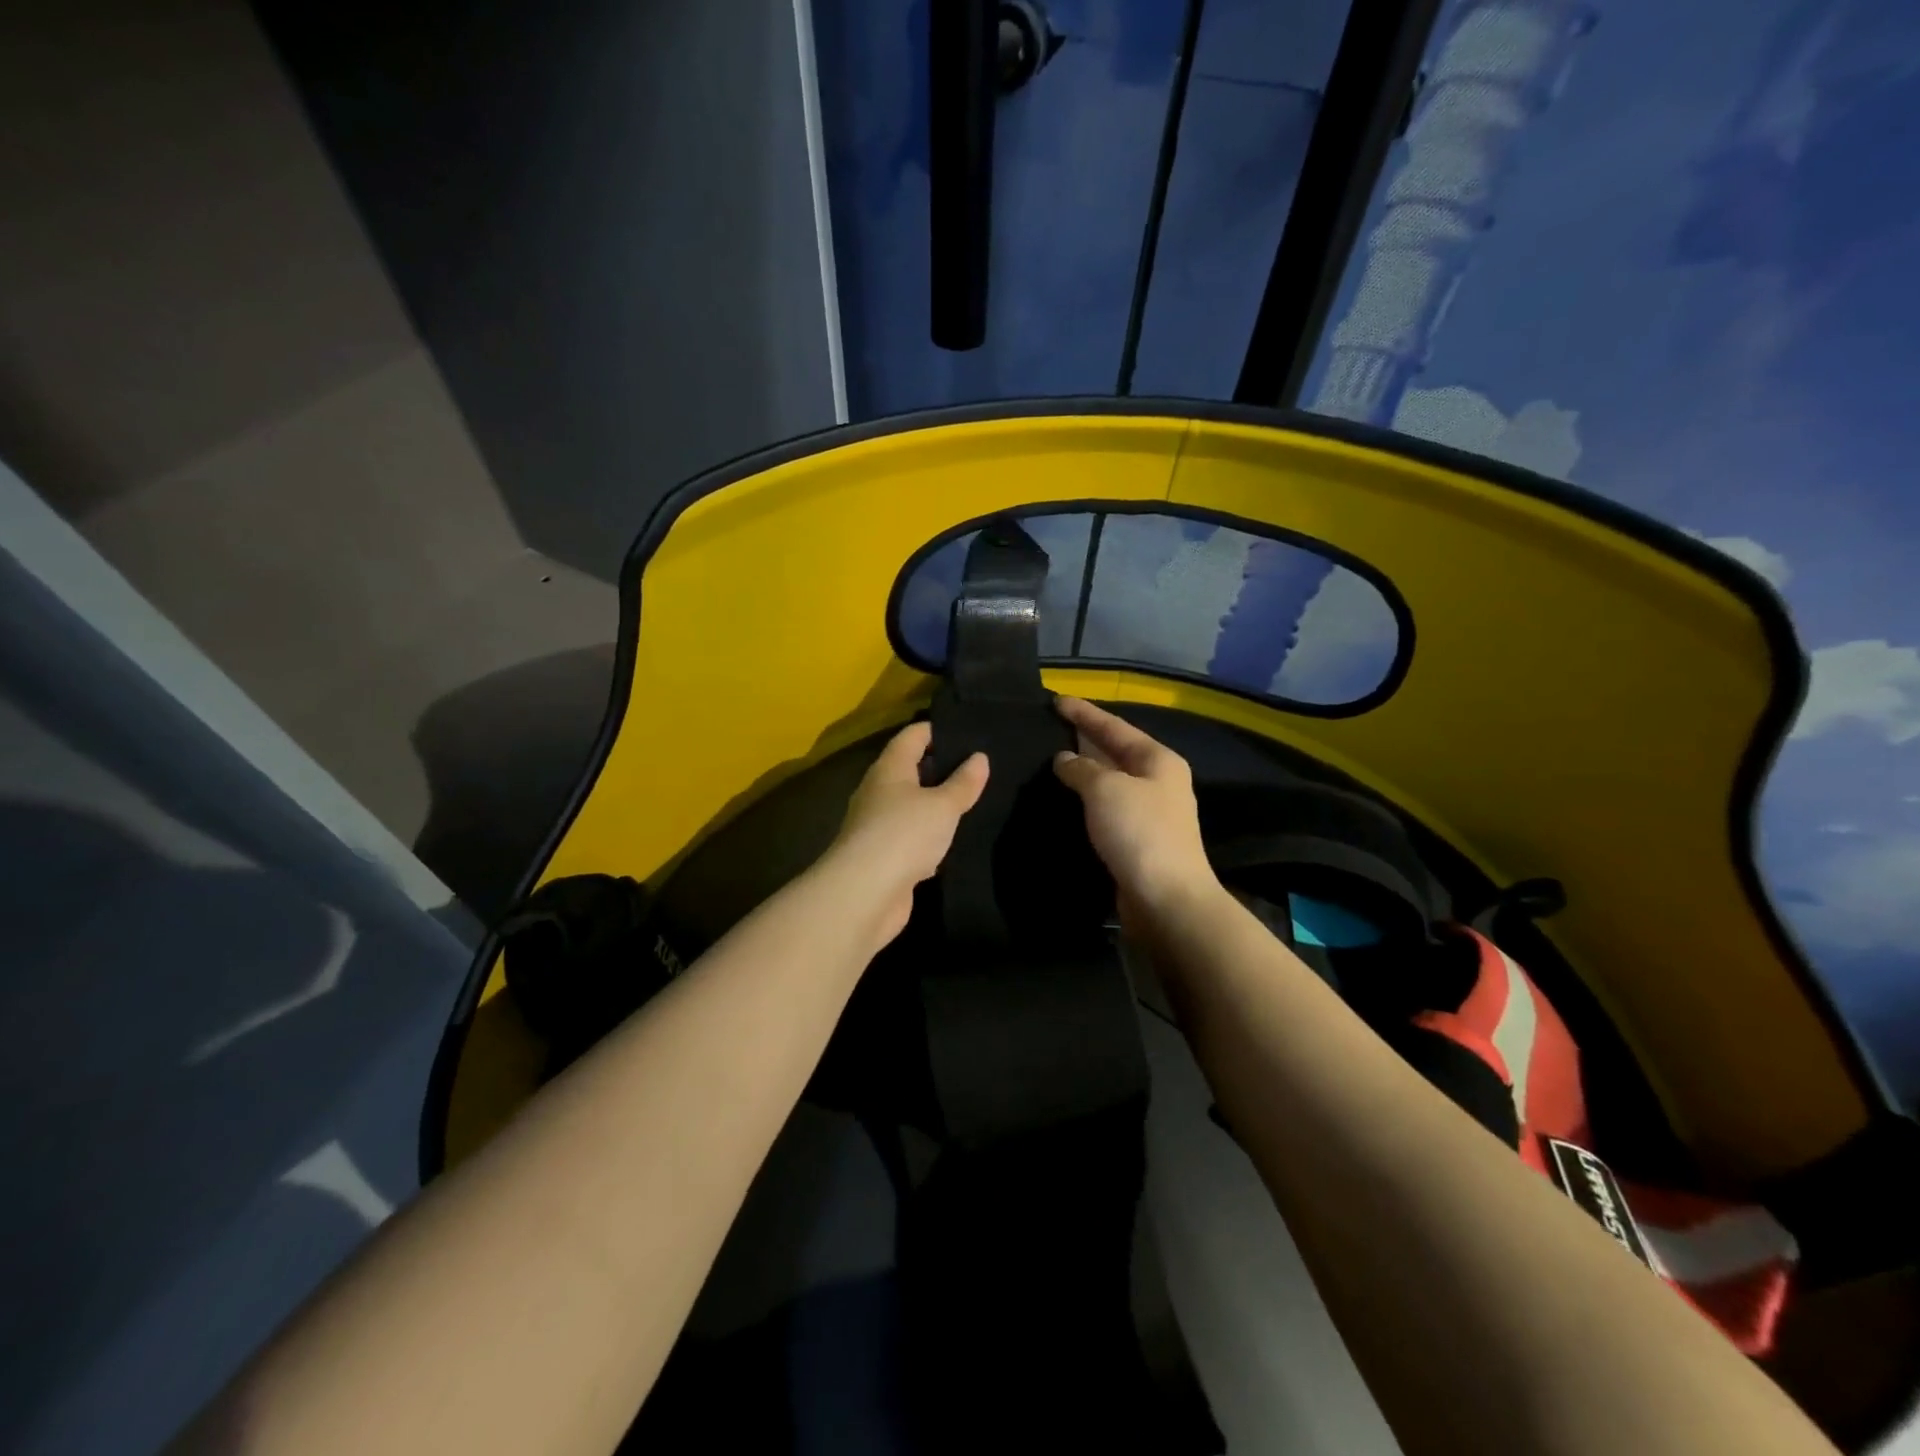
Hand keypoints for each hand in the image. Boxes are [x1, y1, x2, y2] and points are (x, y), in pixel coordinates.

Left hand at [824, 721, 988, 947]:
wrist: (865, 894)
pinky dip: (930, 838)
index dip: (939, 730)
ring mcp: (878, 826)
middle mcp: (879, 791)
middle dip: (941, 768)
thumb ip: (963, 783)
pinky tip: (953, 842)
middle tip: (979, 768)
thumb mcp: (942, 806)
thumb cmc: (904, 835)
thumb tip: (980, 757)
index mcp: (890, 768)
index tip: (969, 732)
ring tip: (973, 803)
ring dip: (936, 806)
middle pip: (911, 770)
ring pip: (912, 806)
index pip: (913, 736)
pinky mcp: (883, 857)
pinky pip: (911, 838)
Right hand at [1052, 698, 1219, 928]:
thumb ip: (1081, 769)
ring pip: (1111, 781)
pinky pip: (1108, 808)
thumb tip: (1065, 759)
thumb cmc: (1139, 833)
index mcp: (1158, 760)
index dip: (1084, 712)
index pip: (1114, 726)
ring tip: (1052, 762)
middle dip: (1085, 739)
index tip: (1056, 700)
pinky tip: (1067, 801)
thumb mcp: (1105, 789)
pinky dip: (1087, 800)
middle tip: (1052, 728)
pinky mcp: (1139, 840)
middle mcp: (1159, 781)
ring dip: (1085, 771)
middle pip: (1116, 751)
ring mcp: (1151, 812)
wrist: (1166, 899)